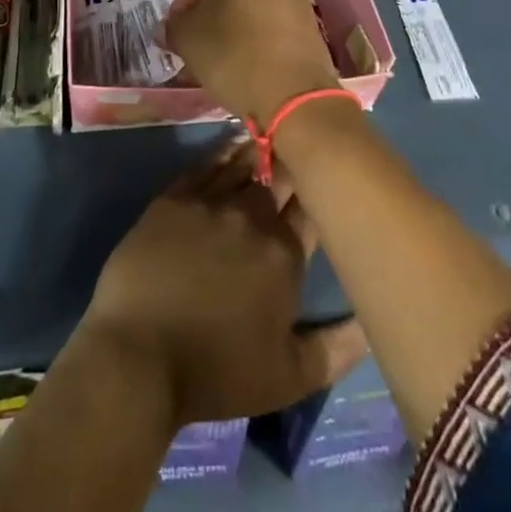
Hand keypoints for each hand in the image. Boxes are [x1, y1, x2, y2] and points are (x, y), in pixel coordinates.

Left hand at [79, 142, 366, 427]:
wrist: (139, 354)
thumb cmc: (217, 370)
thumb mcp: (289, 377)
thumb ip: (337, 349)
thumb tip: (371, 322)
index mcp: (284, 254)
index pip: (312, 208)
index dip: (321, 190)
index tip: (328, 178)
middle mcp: (252, 216)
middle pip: (280, 177)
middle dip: (294, 164)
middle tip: (301, 150)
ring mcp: (211, 201)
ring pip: (245, 163)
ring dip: (261, 151)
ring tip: (272, 134)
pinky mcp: (175, 197)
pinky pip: (207, 164)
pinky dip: (224, 151)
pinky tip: (233, 142)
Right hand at [163, 0, 340, 121]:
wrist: (294, 94)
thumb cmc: (233, 56)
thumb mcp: (188, 41)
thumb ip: (173, 28)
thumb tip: (169, 28)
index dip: (181, 6)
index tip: (175, 34)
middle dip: (209, 15)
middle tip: (196, 45)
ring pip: (251, 5)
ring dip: (234, 25)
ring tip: (222, 58)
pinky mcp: (309, 20)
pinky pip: (273, 22)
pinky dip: (258, 36)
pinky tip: (249, 62)